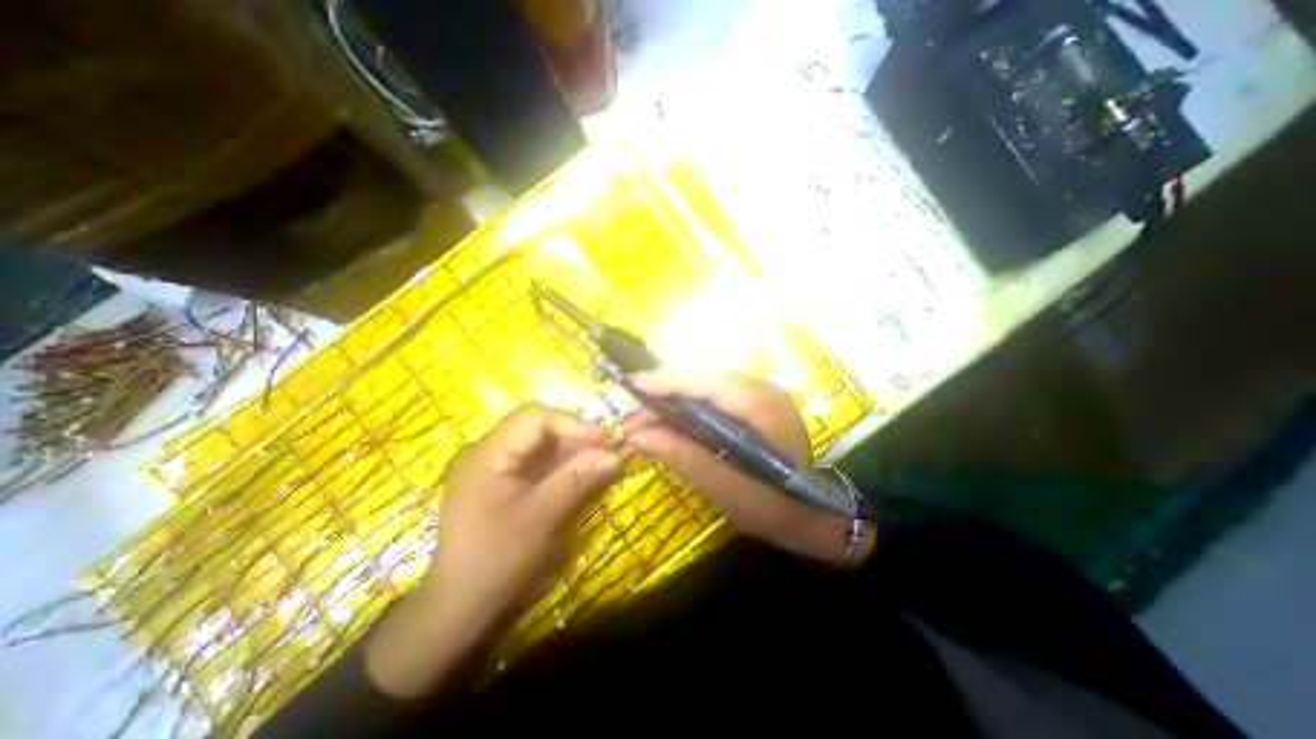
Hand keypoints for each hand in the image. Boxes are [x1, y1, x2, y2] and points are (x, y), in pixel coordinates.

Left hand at [364, 406, 623, 695]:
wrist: (459, 608)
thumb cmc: (497, 560)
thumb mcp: (542, 517)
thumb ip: (576, 480)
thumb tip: (614, 455)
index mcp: (488, 455)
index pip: (533, 418)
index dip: (571, 424)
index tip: (603, 440)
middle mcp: (487, 452)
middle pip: (535, 427)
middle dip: (572, 436)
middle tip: (604, 452)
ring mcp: (492, 467)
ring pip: (537, 443)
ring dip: (568, 450)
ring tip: (596, 464)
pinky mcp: (499, 483)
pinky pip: (533, 462)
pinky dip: (558, 465)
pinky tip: (577, 475)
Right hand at [625, 374, 872, 568]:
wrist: (818, 515)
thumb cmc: (775, 507)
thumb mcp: (726, 490)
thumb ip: (684, 458)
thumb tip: (638, 434)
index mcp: (761, 407)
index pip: (705, 380)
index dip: (665, 380)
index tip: (630, 387)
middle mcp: (762, 390)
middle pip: (703, 376)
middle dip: (664, 390)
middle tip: (634, 414)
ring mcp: (760, 394)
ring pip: (706, 383)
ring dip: (674, 396)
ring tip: (646, 418)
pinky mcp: (755, 404)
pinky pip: (714, 394)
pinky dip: (688, 403)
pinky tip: (673, 419)